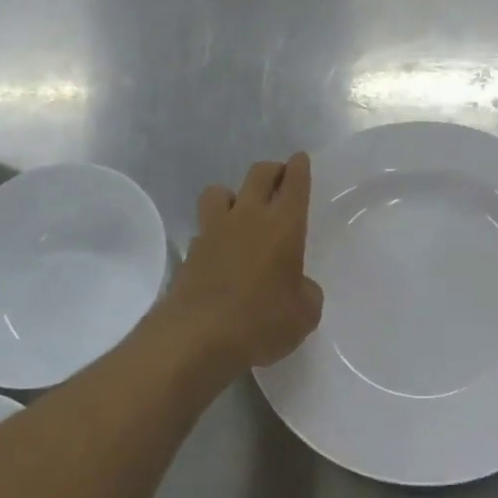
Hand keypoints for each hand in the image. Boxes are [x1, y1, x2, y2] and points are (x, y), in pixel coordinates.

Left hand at [159, 154, 322, 376]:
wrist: (196, 337)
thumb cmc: (261, 321)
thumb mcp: (304, 314)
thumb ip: (306, 292)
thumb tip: (297, 286)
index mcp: (284, 225)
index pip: (294, 183)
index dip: (299, 167)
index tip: (300, 159)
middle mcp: (249, 217)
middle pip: (259, 174)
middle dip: (272, 170)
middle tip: (280, 179)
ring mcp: (214, 230)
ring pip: (220, 190)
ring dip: (233, 194)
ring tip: (241, 211)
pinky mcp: (191, 251)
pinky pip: (204, 226)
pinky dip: (214, 230)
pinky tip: (221, 249)